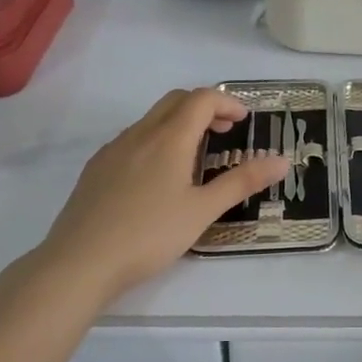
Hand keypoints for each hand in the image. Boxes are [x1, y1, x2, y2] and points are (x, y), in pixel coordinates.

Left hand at [32, 89, 288, 303]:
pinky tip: (158, 177)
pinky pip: (132, 139)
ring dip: (179, 124)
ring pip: (151, 120)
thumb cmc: (149, 235)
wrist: (79, 262)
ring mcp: (113, 150)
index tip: (244, 121)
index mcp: (168, 139)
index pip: (201, 99)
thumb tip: (281, 161)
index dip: (227, 103)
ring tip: (196, 156)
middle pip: (175, 101)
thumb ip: (242, 182)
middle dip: (204, 107)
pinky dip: (156, 141)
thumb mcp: (203, 211)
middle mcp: (139, 134)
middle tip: (225, 132)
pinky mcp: (96, 169)